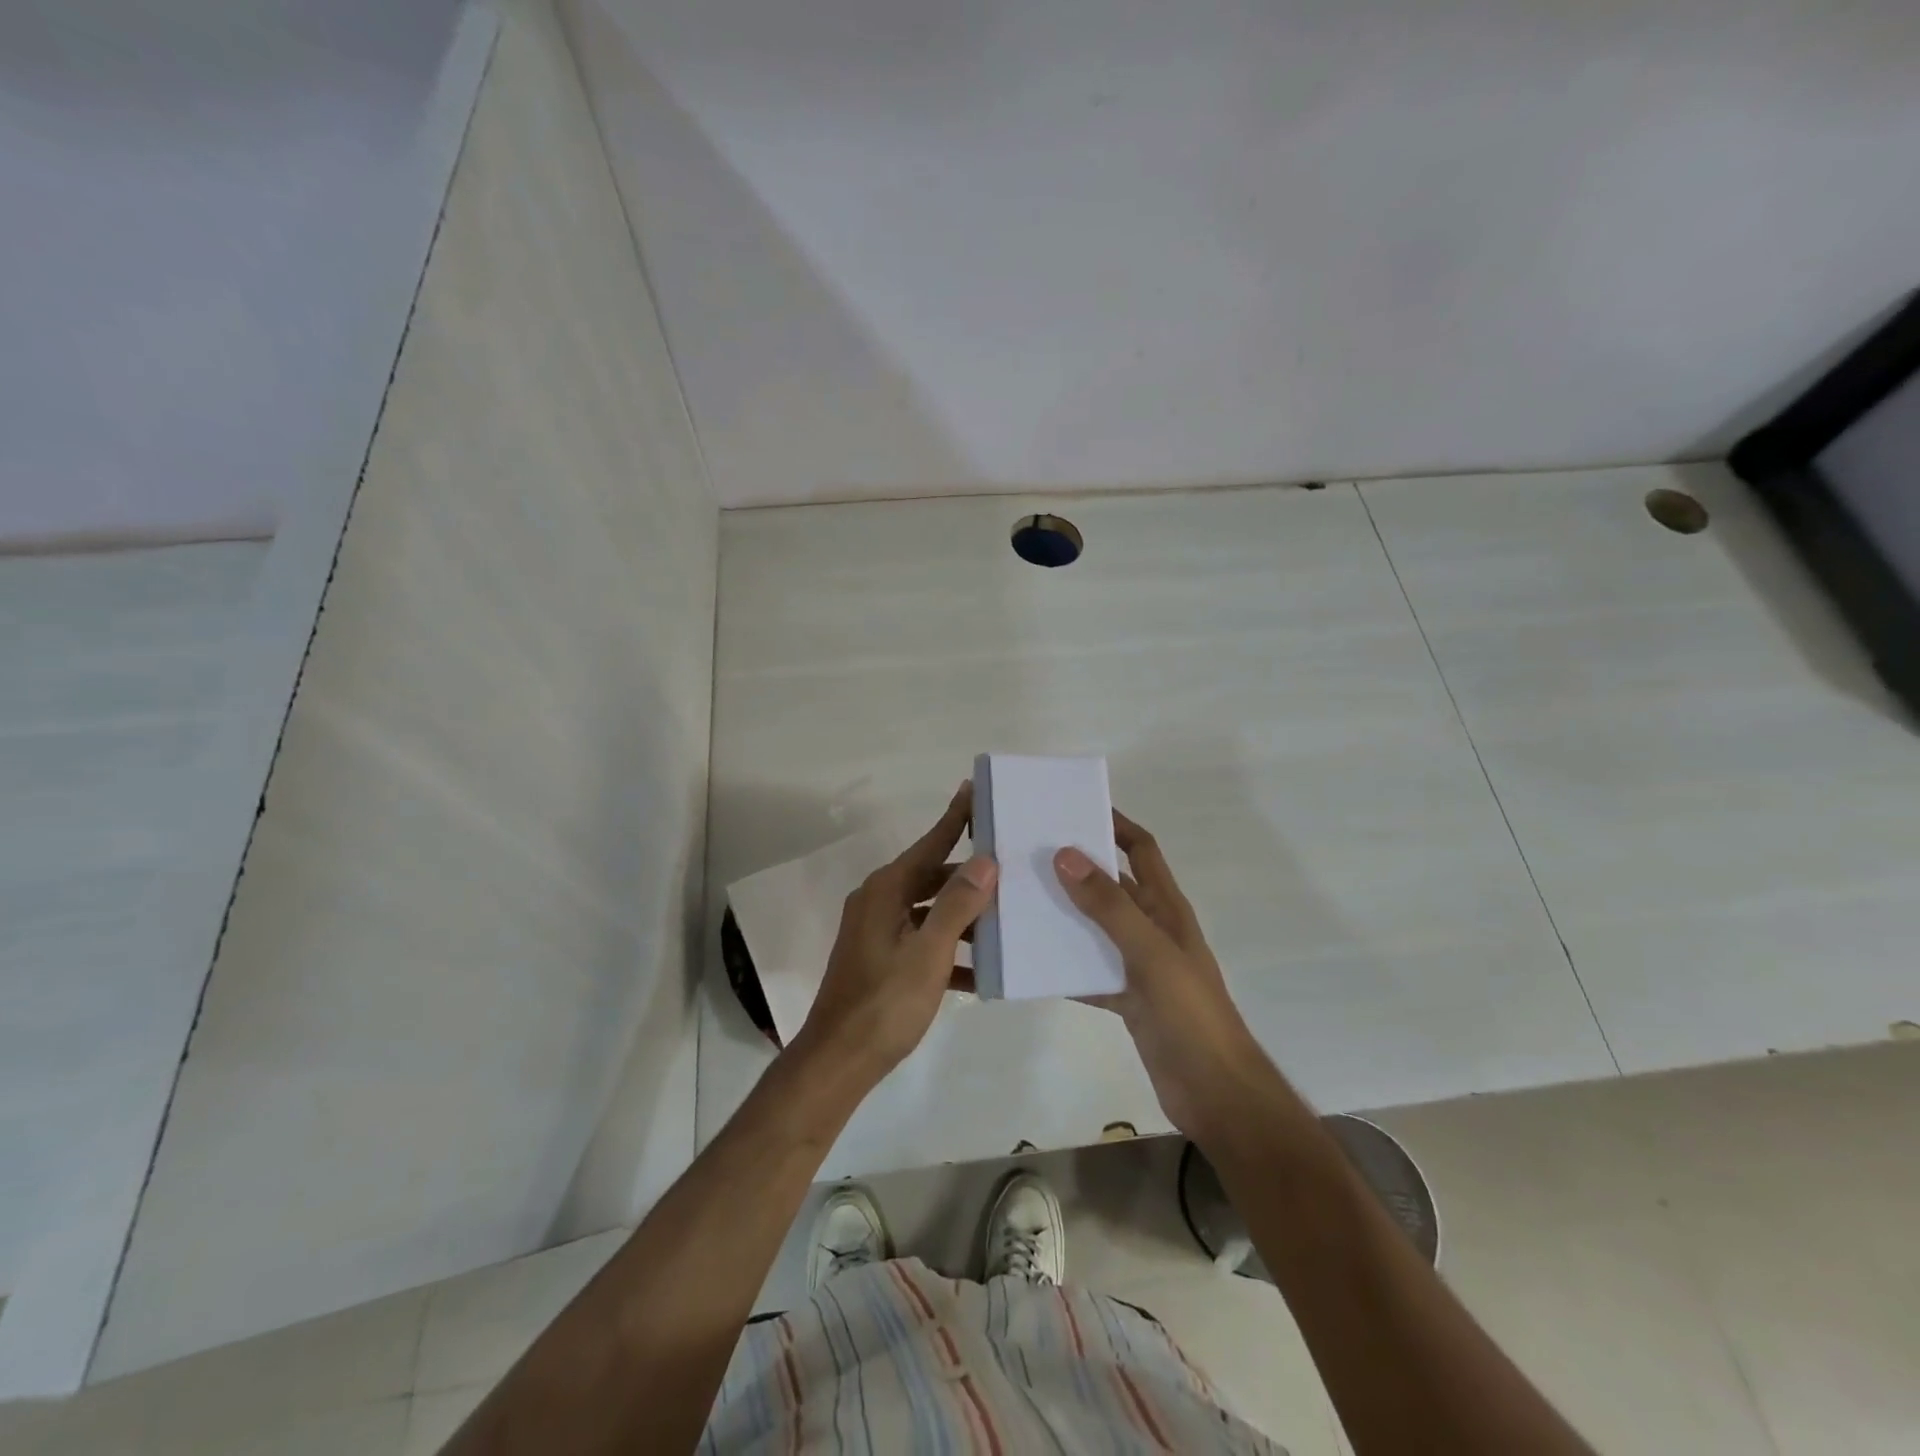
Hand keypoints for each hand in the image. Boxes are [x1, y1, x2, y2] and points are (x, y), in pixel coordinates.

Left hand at [794, 783, 997, 1087]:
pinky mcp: (881, 959)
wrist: (839, 1061)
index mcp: (887, 890)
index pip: (930, 843)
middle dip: (970, 876)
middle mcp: (879, 901)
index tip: (974, 789)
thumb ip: (957, 904)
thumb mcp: (929, 952)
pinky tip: (983, 971)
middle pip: (933, 877)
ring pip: (930, 911)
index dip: (955, 817)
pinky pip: (923, 942)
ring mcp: (878, 932)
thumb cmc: (885, 1002)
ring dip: (964, 917)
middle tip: (1012, 867)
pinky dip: (950, 951)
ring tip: (1008, 919)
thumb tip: (984, 861)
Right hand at [1055, 812, 1264, 1136]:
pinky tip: (1029, 962)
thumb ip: (1108, 906)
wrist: (1215, 1092)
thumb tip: (1065, 853)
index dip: (1115, 824)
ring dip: (1063, 916)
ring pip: (1094, 928)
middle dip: (1075, 868)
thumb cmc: (1189, 1013)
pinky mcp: (1126, 998)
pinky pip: (1087, 971)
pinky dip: (1062, 965)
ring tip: (1017, 902)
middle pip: (1111, 886)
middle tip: (1027, 854)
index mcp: (1166, 908)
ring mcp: (1138, 965)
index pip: (1141, 850)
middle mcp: (1151, 928)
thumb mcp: (1149, 952)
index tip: (1073, 807)